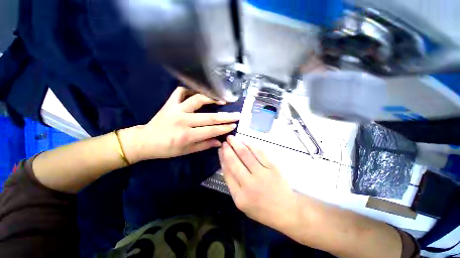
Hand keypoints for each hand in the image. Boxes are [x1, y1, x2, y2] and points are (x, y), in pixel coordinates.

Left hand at [121, 87, 239, 162]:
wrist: (145, 141)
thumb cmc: (167, 149)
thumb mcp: (186, 151)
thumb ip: (204, 145)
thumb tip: (220, 141)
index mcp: (186, 135)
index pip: (211, 130)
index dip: (224, 128)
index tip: (234, 125)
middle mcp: (182, 121)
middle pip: (209, 117)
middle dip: (226, 116)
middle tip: (237, 114)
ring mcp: (176, 109)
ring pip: (197, 100)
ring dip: (212, 99)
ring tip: (223, 99)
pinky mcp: (170, 103)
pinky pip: (181, 92)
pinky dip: (191, 89)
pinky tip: (200, 92)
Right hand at [218, 135, 298, 230]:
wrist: (286, 210)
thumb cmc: (261, 208)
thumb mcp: (242, 202)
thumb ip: (233, 183)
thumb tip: (225, 163)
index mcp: (239, 196)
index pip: (227, 172)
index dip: (222, 158)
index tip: (220, 150)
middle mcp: (249, 184)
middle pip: (234, 161)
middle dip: (228, 149)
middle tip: (225, 140)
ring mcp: (262, 175)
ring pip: (246, 155)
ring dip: (237, 144)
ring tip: (232, 138)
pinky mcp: (272, 168)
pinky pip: (259, 153)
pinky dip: (250, 146)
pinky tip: (245, 142)